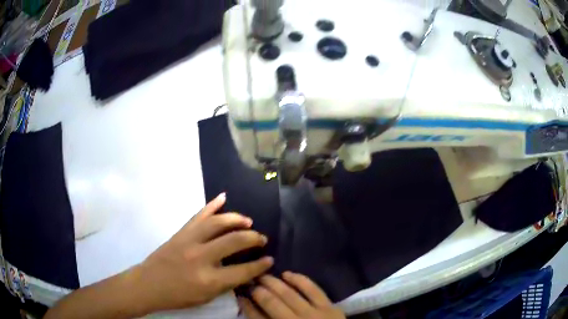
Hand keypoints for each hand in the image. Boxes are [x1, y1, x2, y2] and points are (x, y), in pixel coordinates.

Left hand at [134, 193, 273, 312]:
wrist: (149, 284)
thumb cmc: (177, 296)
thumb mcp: (206, 298)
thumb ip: (226, 284)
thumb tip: (245, 272)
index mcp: (209, 280)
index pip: (243, 271)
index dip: (261, 266)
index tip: (270, 260)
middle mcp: (201, 257)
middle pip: (234, 241)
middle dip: (253, 238)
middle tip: (262, 239)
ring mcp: (189, 241)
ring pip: (218, 222)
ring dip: (237, 219)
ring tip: (248, 221)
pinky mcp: (181, 233)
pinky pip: (198, 215)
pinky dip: (212, 205)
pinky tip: (223, 198)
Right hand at [239, 272, 344, 318]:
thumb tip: (252, 309)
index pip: (257, 317)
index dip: (246, 305)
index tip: (240, 296)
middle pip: (270, 302)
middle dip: (257, 290)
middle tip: (249, 282)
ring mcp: (313, 313)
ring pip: (288, 293)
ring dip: (273, 282)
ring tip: (263, 276)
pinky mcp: (328, 306)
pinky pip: (312, 289)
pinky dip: (298, 279)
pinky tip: (287, 274)